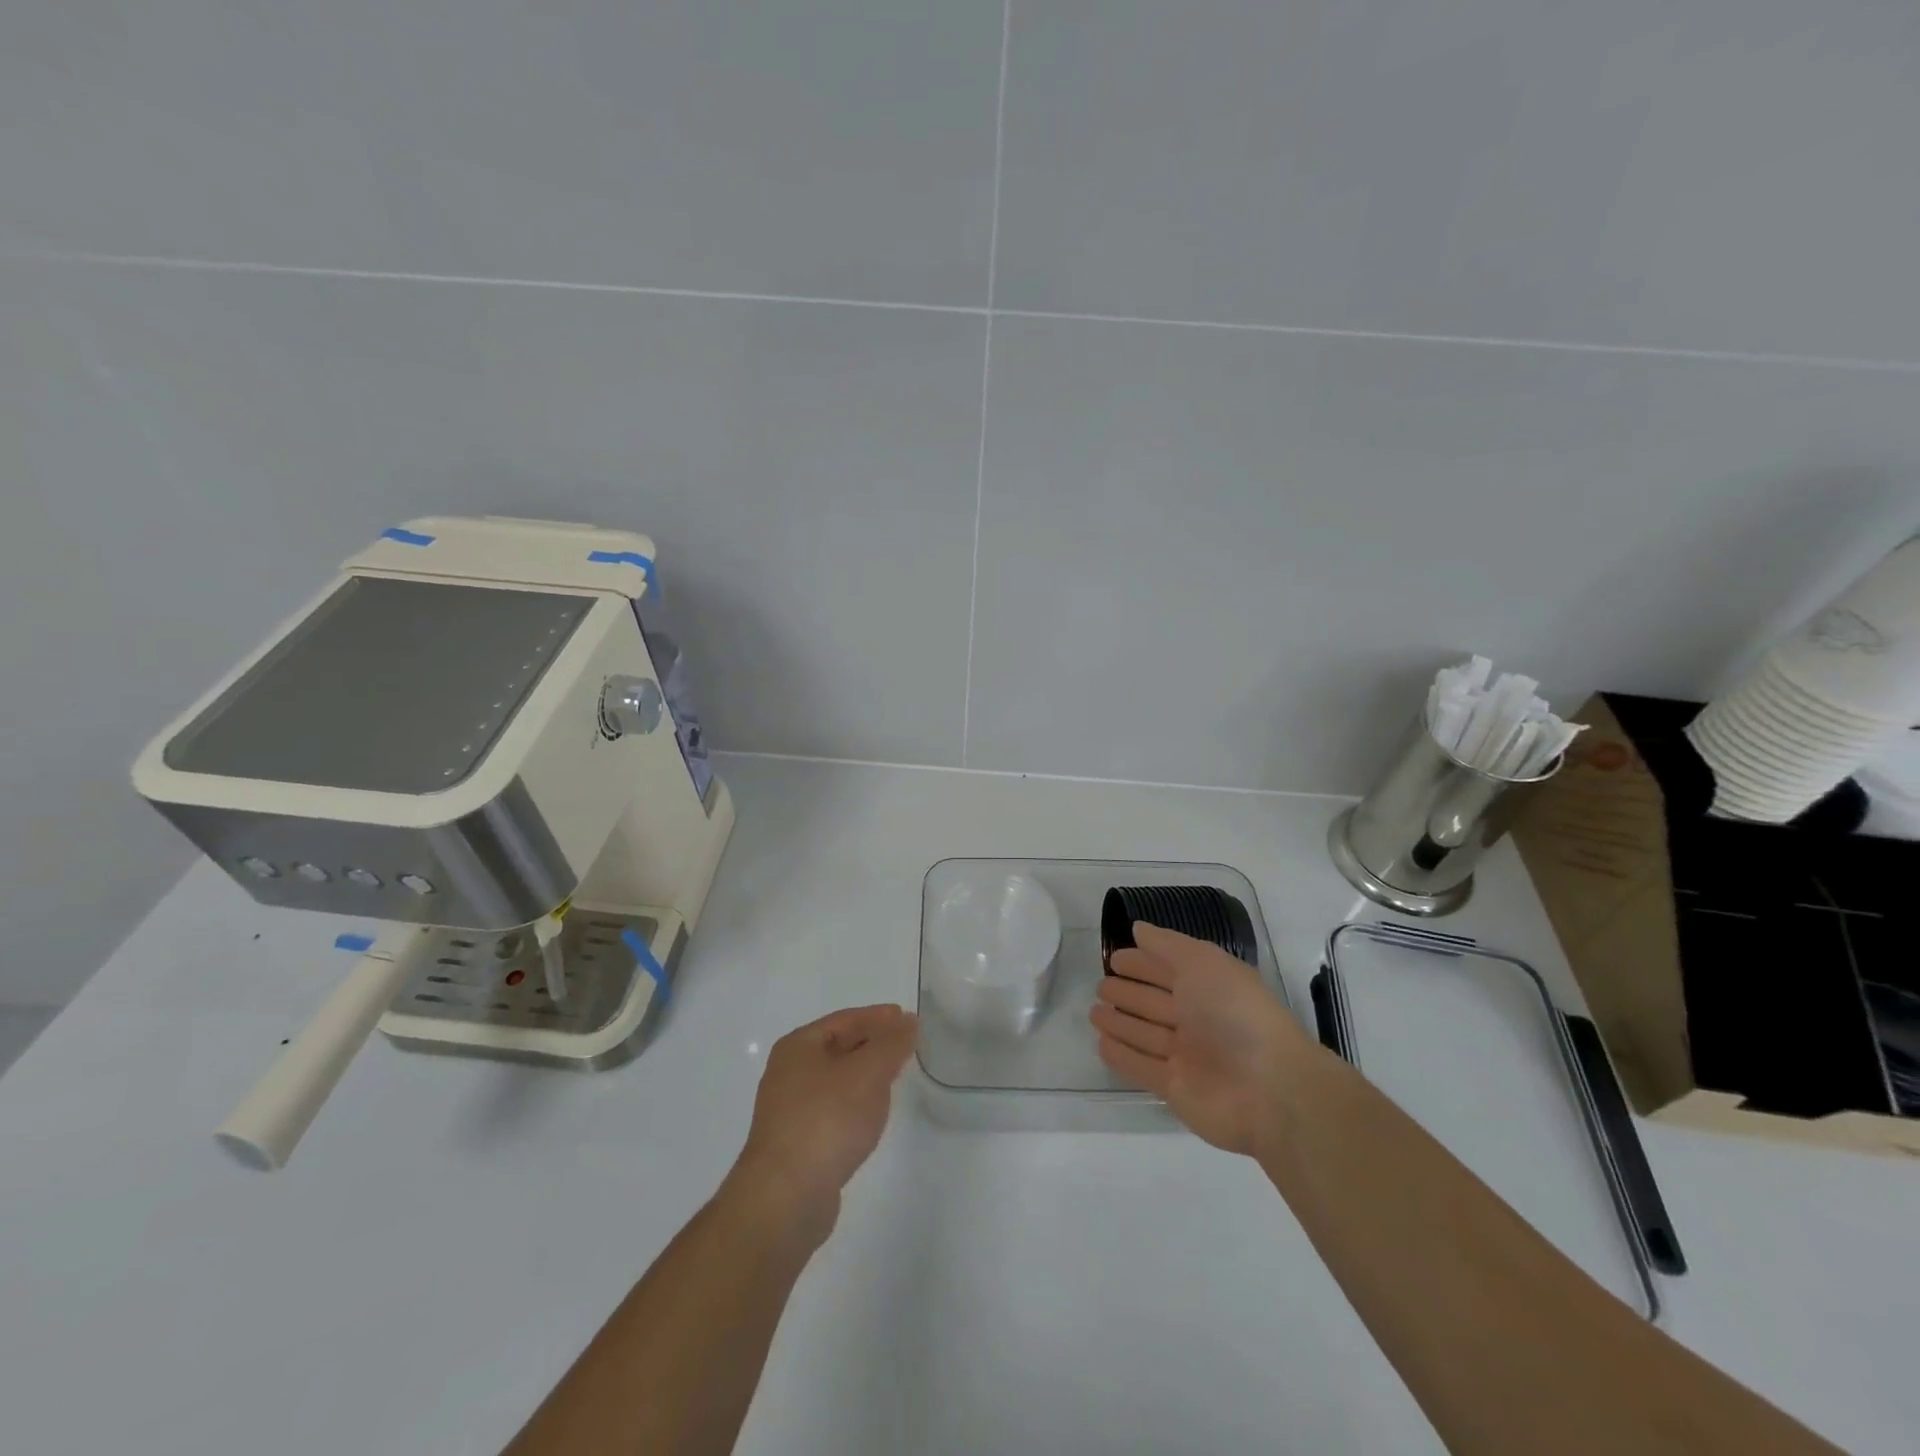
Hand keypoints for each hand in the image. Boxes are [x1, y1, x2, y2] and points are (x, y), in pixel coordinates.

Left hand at [727, 1004, 917, 1241]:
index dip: (878, 1017)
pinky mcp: (798, 1143)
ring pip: (837, 1080)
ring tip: (895, 1076)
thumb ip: (892, 1043)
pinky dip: (856, 1103)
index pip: (845, 1020)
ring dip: (865, 1074)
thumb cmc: (827, 1120)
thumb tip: (908, 1021)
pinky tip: (872, 1114)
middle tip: (906, 1045)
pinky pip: (834, 1109)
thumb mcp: (868, 1073)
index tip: (906, 1018)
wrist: (786, 1198)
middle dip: (873, 1044)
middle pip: (839, 1047)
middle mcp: (788, 1073)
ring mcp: (790, 1110)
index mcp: (798, 1046)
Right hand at [1091, 922, 1314, 1156]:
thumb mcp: (1202, 963)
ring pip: (1146, 1033)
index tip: (1113, 958)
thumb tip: (1138, 928)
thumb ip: (1167, 945)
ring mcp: (1187, 1055)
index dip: (1143, 962)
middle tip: (1099, 986)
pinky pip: (1142, 1067)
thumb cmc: (1235, 1013)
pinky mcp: (1176, 1088)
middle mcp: (1198, 1018)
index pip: (1169, 968)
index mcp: (1209, 985)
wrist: (1270, 1089)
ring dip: (1120, 1022)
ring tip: (1094, 1013)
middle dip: (1129, 992)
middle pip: (1156, 1002)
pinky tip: (1101, 1044)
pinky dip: (1122, 1056)